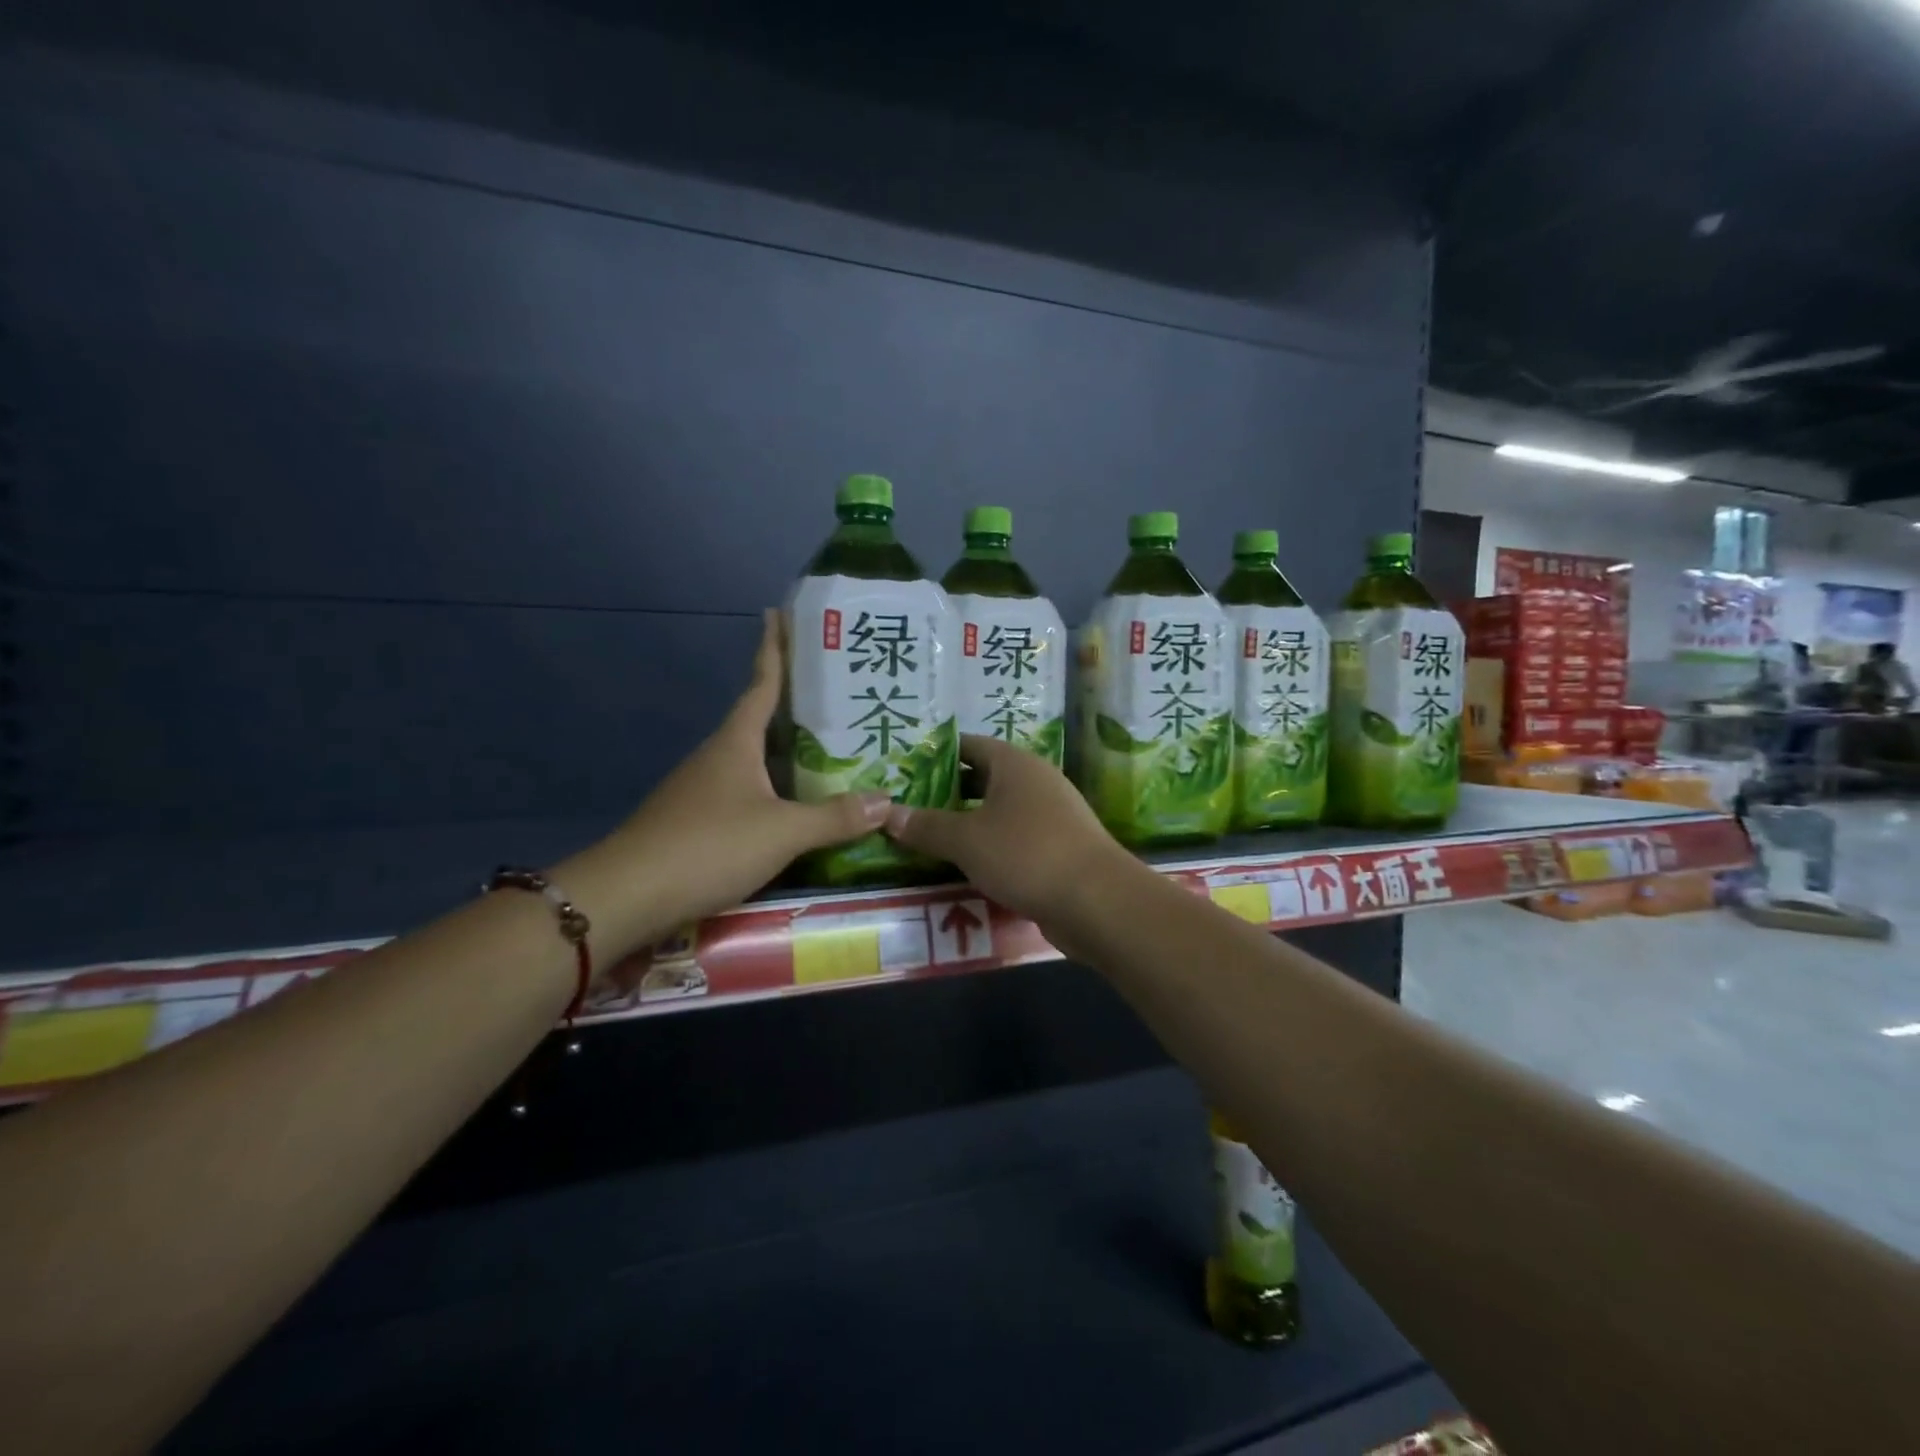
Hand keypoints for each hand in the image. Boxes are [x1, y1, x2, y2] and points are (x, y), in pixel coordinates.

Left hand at [578, 611, 890, 956]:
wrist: (629, 894)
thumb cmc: (709, 845)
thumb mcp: (782, 832)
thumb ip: (834, 817)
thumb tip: (886, 800)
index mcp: (736, 742)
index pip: (762, 683)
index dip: (774, 648)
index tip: (780, 614)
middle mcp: (718, 756)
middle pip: (760, 719)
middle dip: (794, 703)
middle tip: (838, 691)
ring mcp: (703, 788)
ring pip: (754, 758)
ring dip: (787, 749)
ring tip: (830, 747)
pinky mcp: (698, 819)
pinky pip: (747, 790)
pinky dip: (775, 787)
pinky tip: (796, 803)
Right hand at [881, 735, 1138, 930]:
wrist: (1097, 901)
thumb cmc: (1027, 854)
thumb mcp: (967, 840)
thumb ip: (926, 826)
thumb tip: (887, 813)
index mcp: (1015, 764)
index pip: (968, 746)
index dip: (935, 756)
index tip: (903, 772)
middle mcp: (1035, 781)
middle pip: (982, 778)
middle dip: (946, 794)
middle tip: (907, 808)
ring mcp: (1051, 815)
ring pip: (998, 812)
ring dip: (967, 824)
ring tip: (927, 839)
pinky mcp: (1058, 848)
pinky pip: (1014, 839)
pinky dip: (990, 848)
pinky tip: (966, 867)